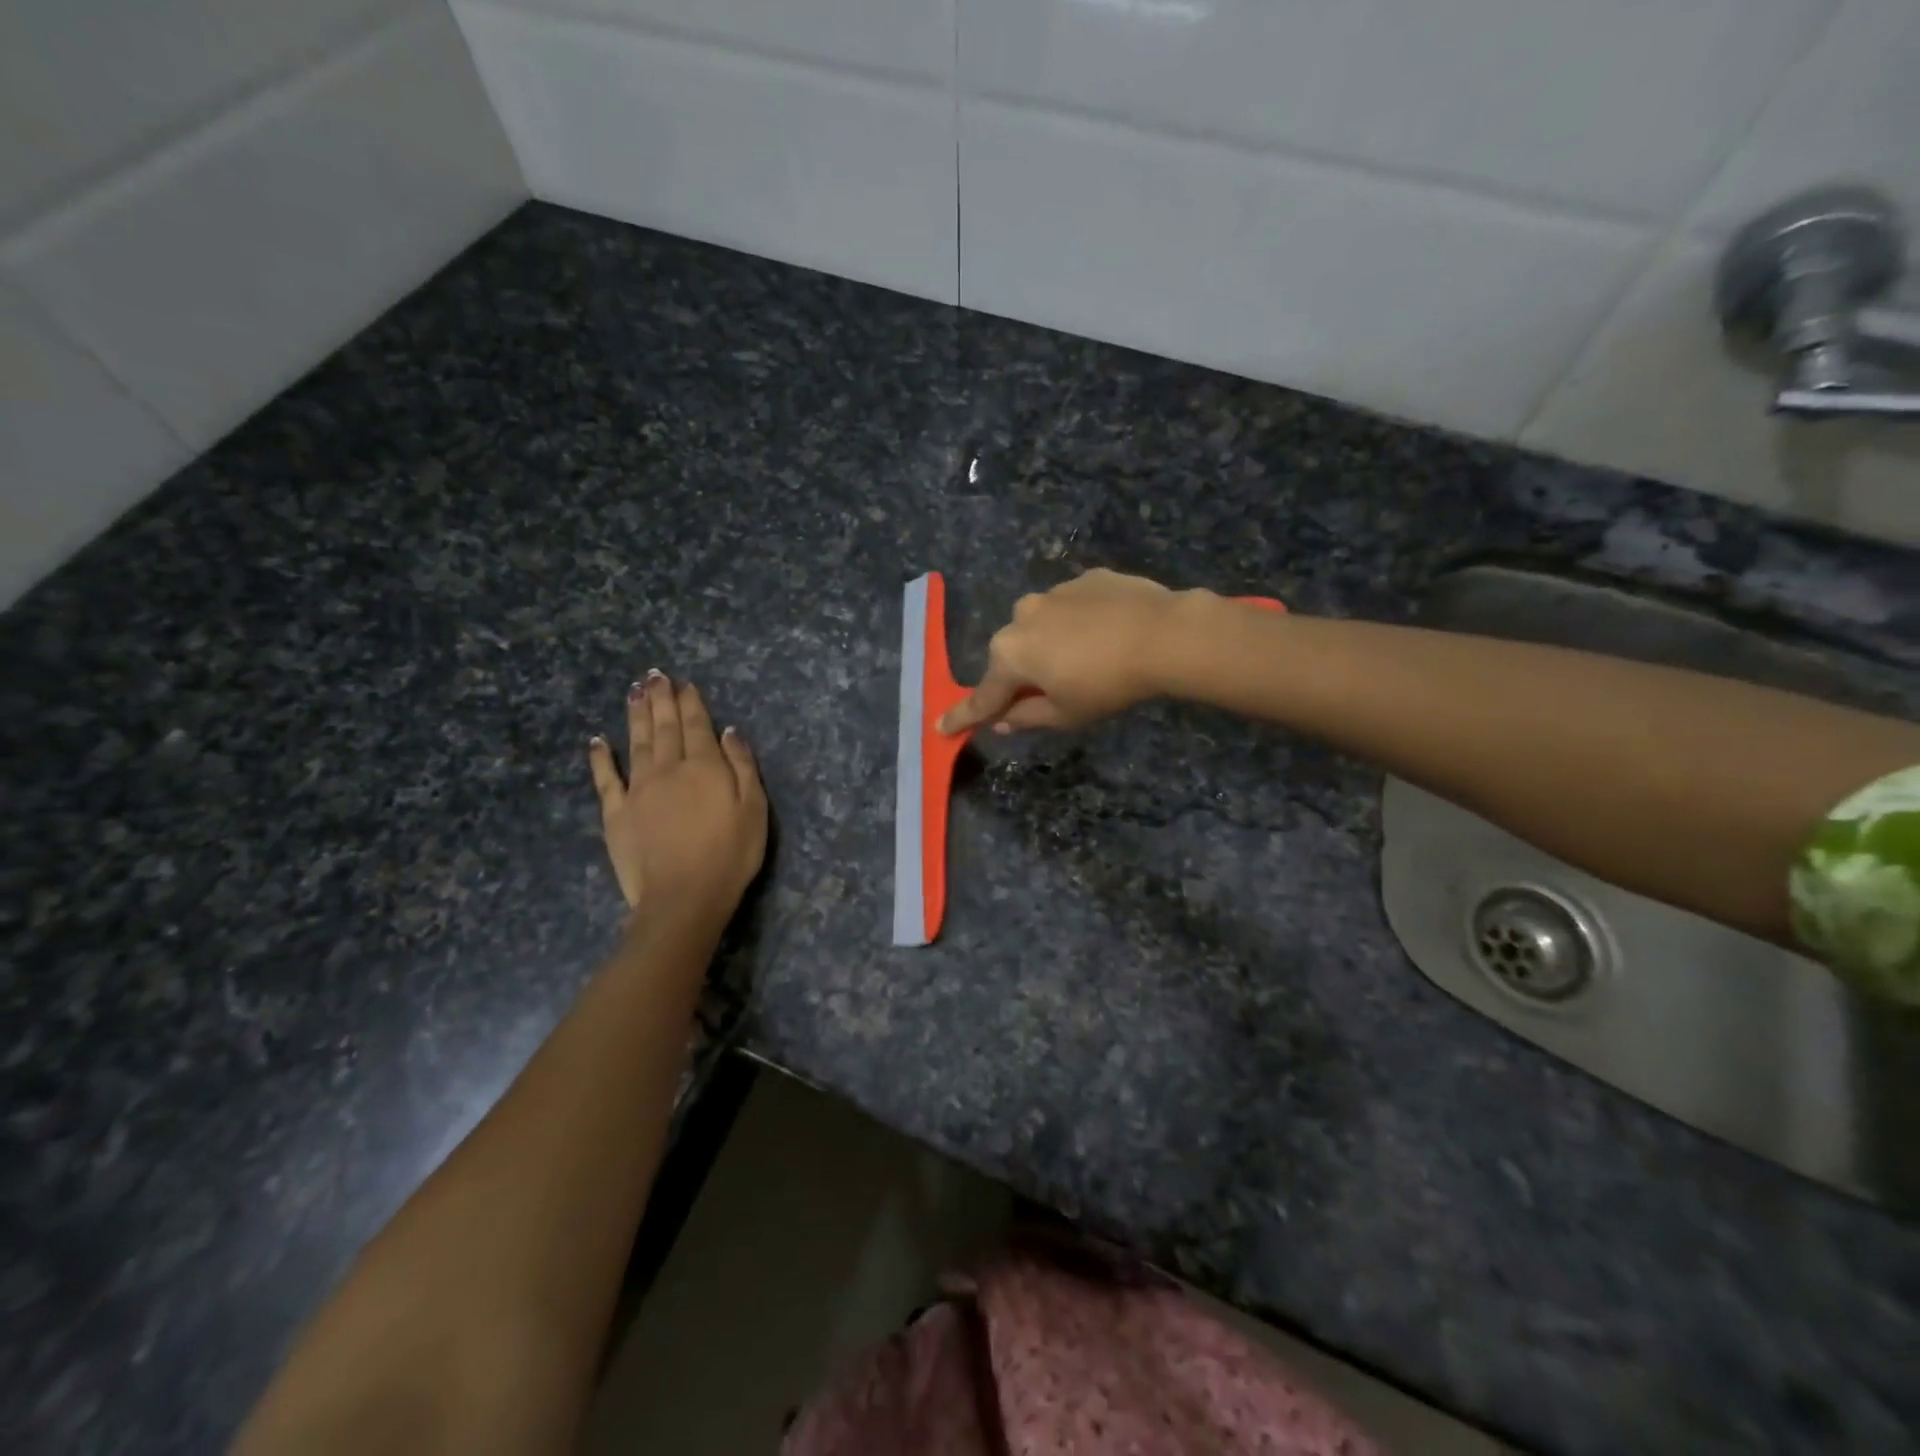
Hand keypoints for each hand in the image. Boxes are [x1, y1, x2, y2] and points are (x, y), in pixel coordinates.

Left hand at [588, 671, 767, 925]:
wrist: (683, 897)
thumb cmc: (730, 854)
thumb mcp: (754, 809)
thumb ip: (743, 766)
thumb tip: (729, 731)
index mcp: (705, 767)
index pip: (697, 726)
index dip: (691, 703)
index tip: (684, 683)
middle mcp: (669, 769)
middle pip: (665, 727)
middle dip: (661, 700)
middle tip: (654, 675)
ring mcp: (638, 789)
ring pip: (637, 743)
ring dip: (636, 716)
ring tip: (633, 692)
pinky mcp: (616, 813)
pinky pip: (606, 779)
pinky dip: (601, 758)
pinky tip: (597, 741)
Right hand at [938, 569, 1197, 734]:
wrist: (1163, 634)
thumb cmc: (1107, 684)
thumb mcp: (1066, 715)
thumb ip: (1028, 717)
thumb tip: (1004, 720)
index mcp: (1010, 654)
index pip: (983, 696)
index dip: (963, 716)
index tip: (940, 727)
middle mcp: (1021, 617)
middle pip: (1013, 656)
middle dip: (1023, 675)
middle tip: (1051, 693)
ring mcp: (1054, 592)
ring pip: (1042, 627)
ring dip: (1053, 645)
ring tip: (1091, 660)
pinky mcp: (1086, 578)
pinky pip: (1073, 608)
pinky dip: (1081, 622)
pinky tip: (1109, 634)